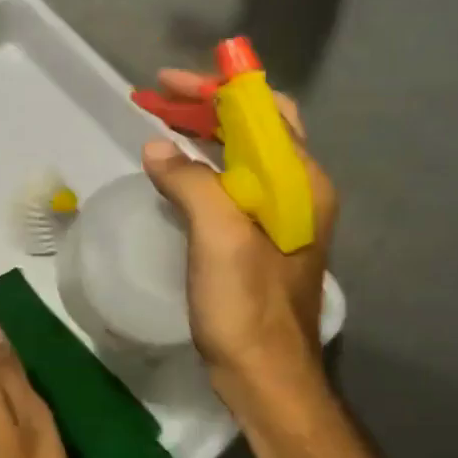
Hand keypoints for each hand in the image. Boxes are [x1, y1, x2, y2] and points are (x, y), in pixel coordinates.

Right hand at [140, 69, 338, 393]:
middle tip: (158, 97)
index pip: (264, 110)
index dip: (218, 88)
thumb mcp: (219, 235)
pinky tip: (174, 169)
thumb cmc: (247, 304)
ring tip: (159, 122)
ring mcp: (280, 215)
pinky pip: (232, 183)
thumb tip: (157, 148)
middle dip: (207, 105)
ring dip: (203, 132)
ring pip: (242, 154)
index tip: (170, 81)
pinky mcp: (259, 236)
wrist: (265, 376)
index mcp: (300, 181)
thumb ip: (191, 182)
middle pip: (254, 127)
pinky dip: (203, 165)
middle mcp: (297, 190)